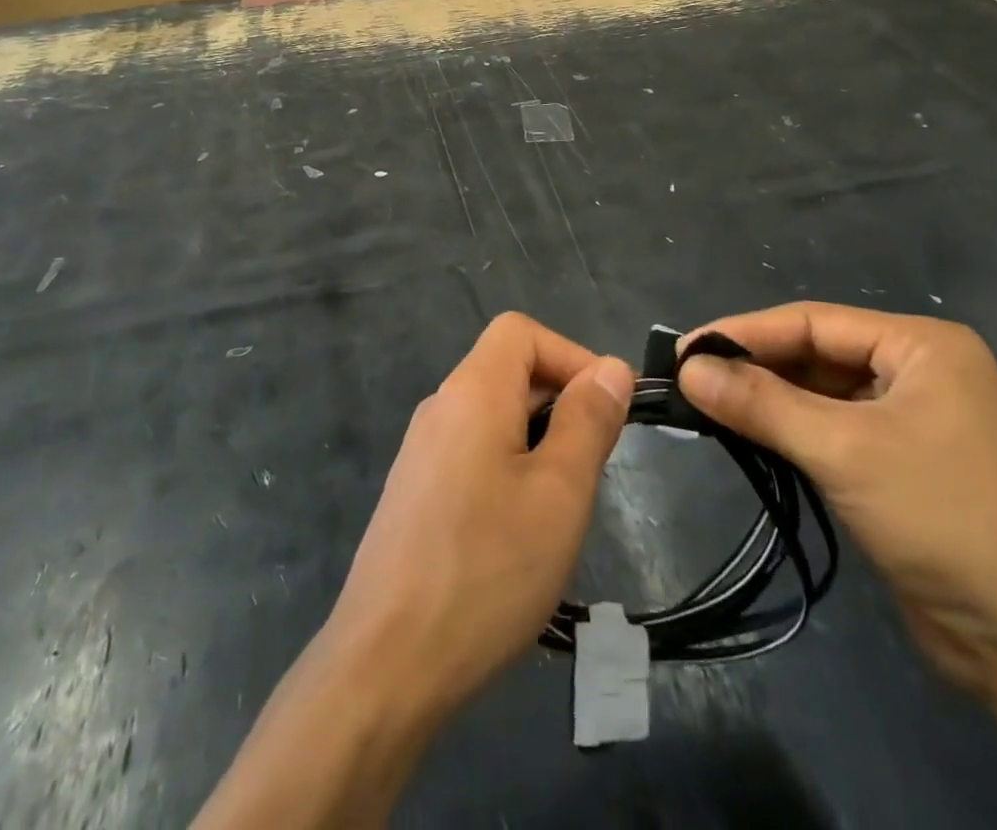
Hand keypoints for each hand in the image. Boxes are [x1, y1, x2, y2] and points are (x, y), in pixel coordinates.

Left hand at [329, 313, 632, 718]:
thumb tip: (610, 368)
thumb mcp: (559, 493)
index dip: (571, 354)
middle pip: (507, 369)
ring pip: (493, 415)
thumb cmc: (487, 569)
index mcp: (472, 391)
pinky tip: (519, 531)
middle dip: (560, 401)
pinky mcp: (415, 491)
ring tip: (562, 505)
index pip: (521, 331)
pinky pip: (472, 452)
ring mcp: (421, 451)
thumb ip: (588, 421)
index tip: (606, 409)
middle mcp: (440, 407)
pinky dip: (509, 466)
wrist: (386, 664)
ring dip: (538, 440)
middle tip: (593, 469)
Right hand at [676, 303, 996, 696]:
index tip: (682, 350)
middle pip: (815, 355)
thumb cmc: (947, 518)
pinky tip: (749, 438)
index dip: (743, 333)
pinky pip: (832, 432)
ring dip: (767, 402)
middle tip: (686, 381)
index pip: (812, 322)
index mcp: (921, 346)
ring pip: (820, 395)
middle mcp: (919, 372)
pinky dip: (790, 434)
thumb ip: (761, 403)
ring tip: (704, 407)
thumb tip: (686, 369)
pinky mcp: (903, 467)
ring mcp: (914, 421)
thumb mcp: (843, 450)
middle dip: (753, 368)